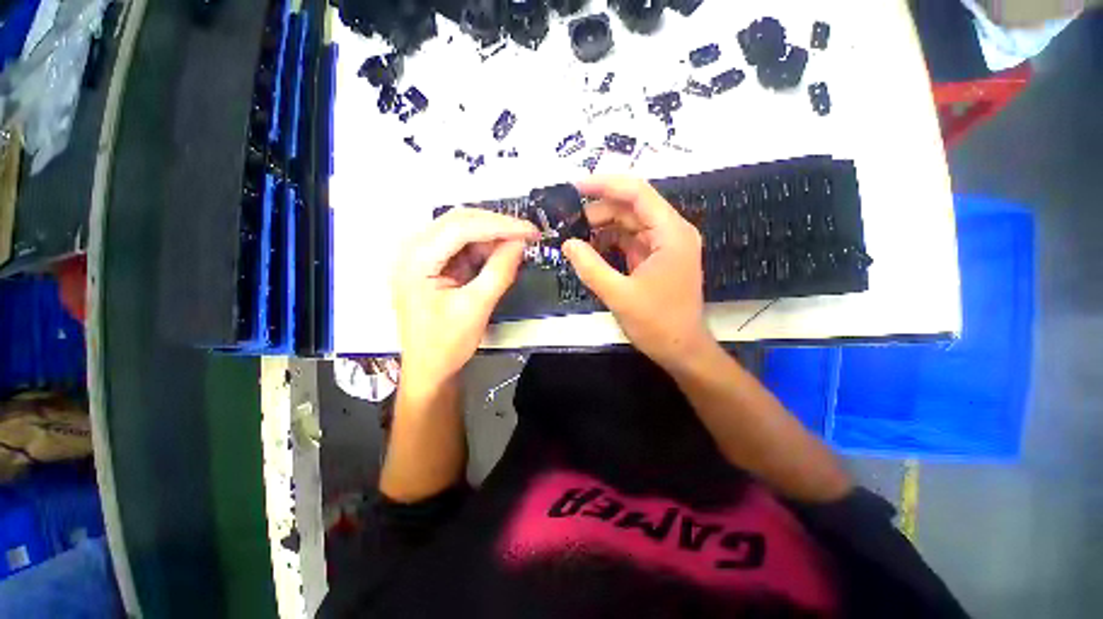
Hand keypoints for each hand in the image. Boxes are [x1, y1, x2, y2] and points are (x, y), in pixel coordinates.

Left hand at [394, 208, 538, 388]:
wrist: (429, 368)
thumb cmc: (445, 344)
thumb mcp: (476, 308)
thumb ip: (499, 272)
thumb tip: (519, 244)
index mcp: (416, 261)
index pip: (460, 228)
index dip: (499, 225)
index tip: (529, 230)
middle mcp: (413, 251)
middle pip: (459, 222)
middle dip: (496, 226)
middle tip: (527, 234)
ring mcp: (423, 256)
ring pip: (462, 230)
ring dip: (492, 236)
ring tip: (518, 245)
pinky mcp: (434, 264)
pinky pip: (463, 246)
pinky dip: (485, 248)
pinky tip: (501, 254)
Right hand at [562, 176, 713, 369]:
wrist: (682, 350)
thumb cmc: (657, 324)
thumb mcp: (619, 295)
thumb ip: (590, 267)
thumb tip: (567, 244)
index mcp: (670, 233)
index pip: (637, 193)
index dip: (605, 185)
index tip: (575, 186)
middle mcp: (670, 232)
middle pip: (631, 207)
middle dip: (598, 211)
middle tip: (567, 221)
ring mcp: (663, 246)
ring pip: (629, 224)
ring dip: (602, 227)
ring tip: (573, 235)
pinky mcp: (655, 259)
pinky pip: (629, 241)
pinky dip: (609, 243)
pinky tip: (589, 249)